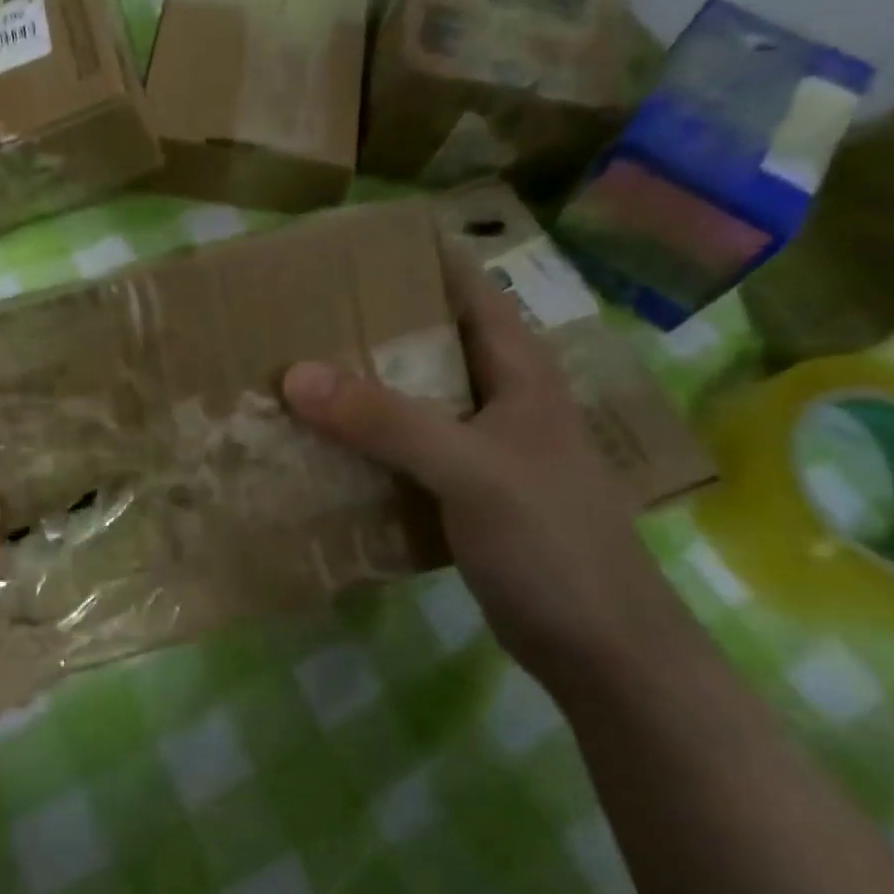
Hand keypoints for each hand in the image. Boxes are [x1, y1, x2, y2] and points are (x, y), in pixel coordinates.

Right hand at [281, 243, 692, 694]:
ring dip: (362, 386)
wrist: (600, 647)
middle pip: (428, 339)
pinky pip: (405, 449)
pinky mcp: (464, 490)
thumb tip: (294, 374)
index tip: (346, 247)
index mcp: (516, 367)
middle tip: (298, 311)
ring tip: (294, 368)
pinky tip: (321, 443)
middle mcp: (499, 395)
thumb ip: (385, 420)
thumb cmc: (550, 540)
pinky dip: (366, 440)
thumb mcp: (468, 469)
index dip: (413, 258)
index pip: (464, 286)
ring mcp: (482, 445)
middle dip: (369, 324)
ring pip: (412, 397)